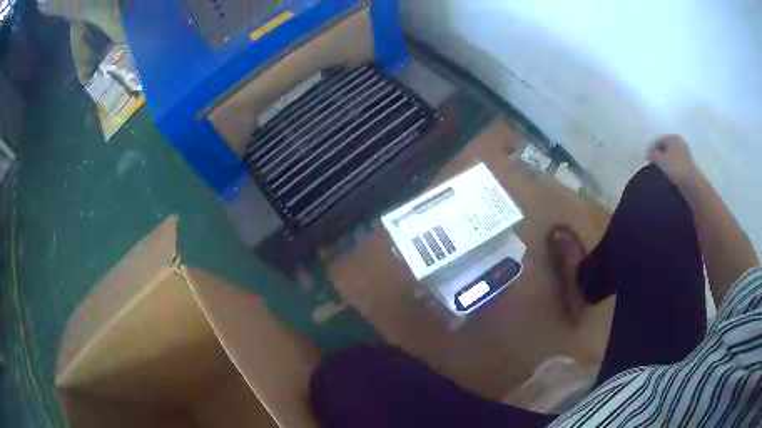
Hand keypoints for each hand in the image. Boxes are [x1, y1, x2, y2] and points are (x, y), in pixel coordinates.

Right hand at [646, 134, 699, 185]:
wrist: (691, 182)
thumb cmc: (675, 167)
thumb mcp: (660, 160)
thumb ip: (652, 155)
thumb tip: (647, 154)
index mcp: (672, 137)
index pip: (659, 140)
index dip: (651, 147)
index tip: (646, 157)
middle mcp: (679, 142)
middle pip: (665, 146)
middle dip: (658, 153)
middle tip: (652, 161)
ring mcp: (684, 152)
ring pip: (671, 154)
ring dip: (665, 159)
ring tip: (659, 168)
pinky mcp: (687, 163)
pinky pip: (676, 161)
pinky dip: (670, 165)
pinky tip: (667, 172)